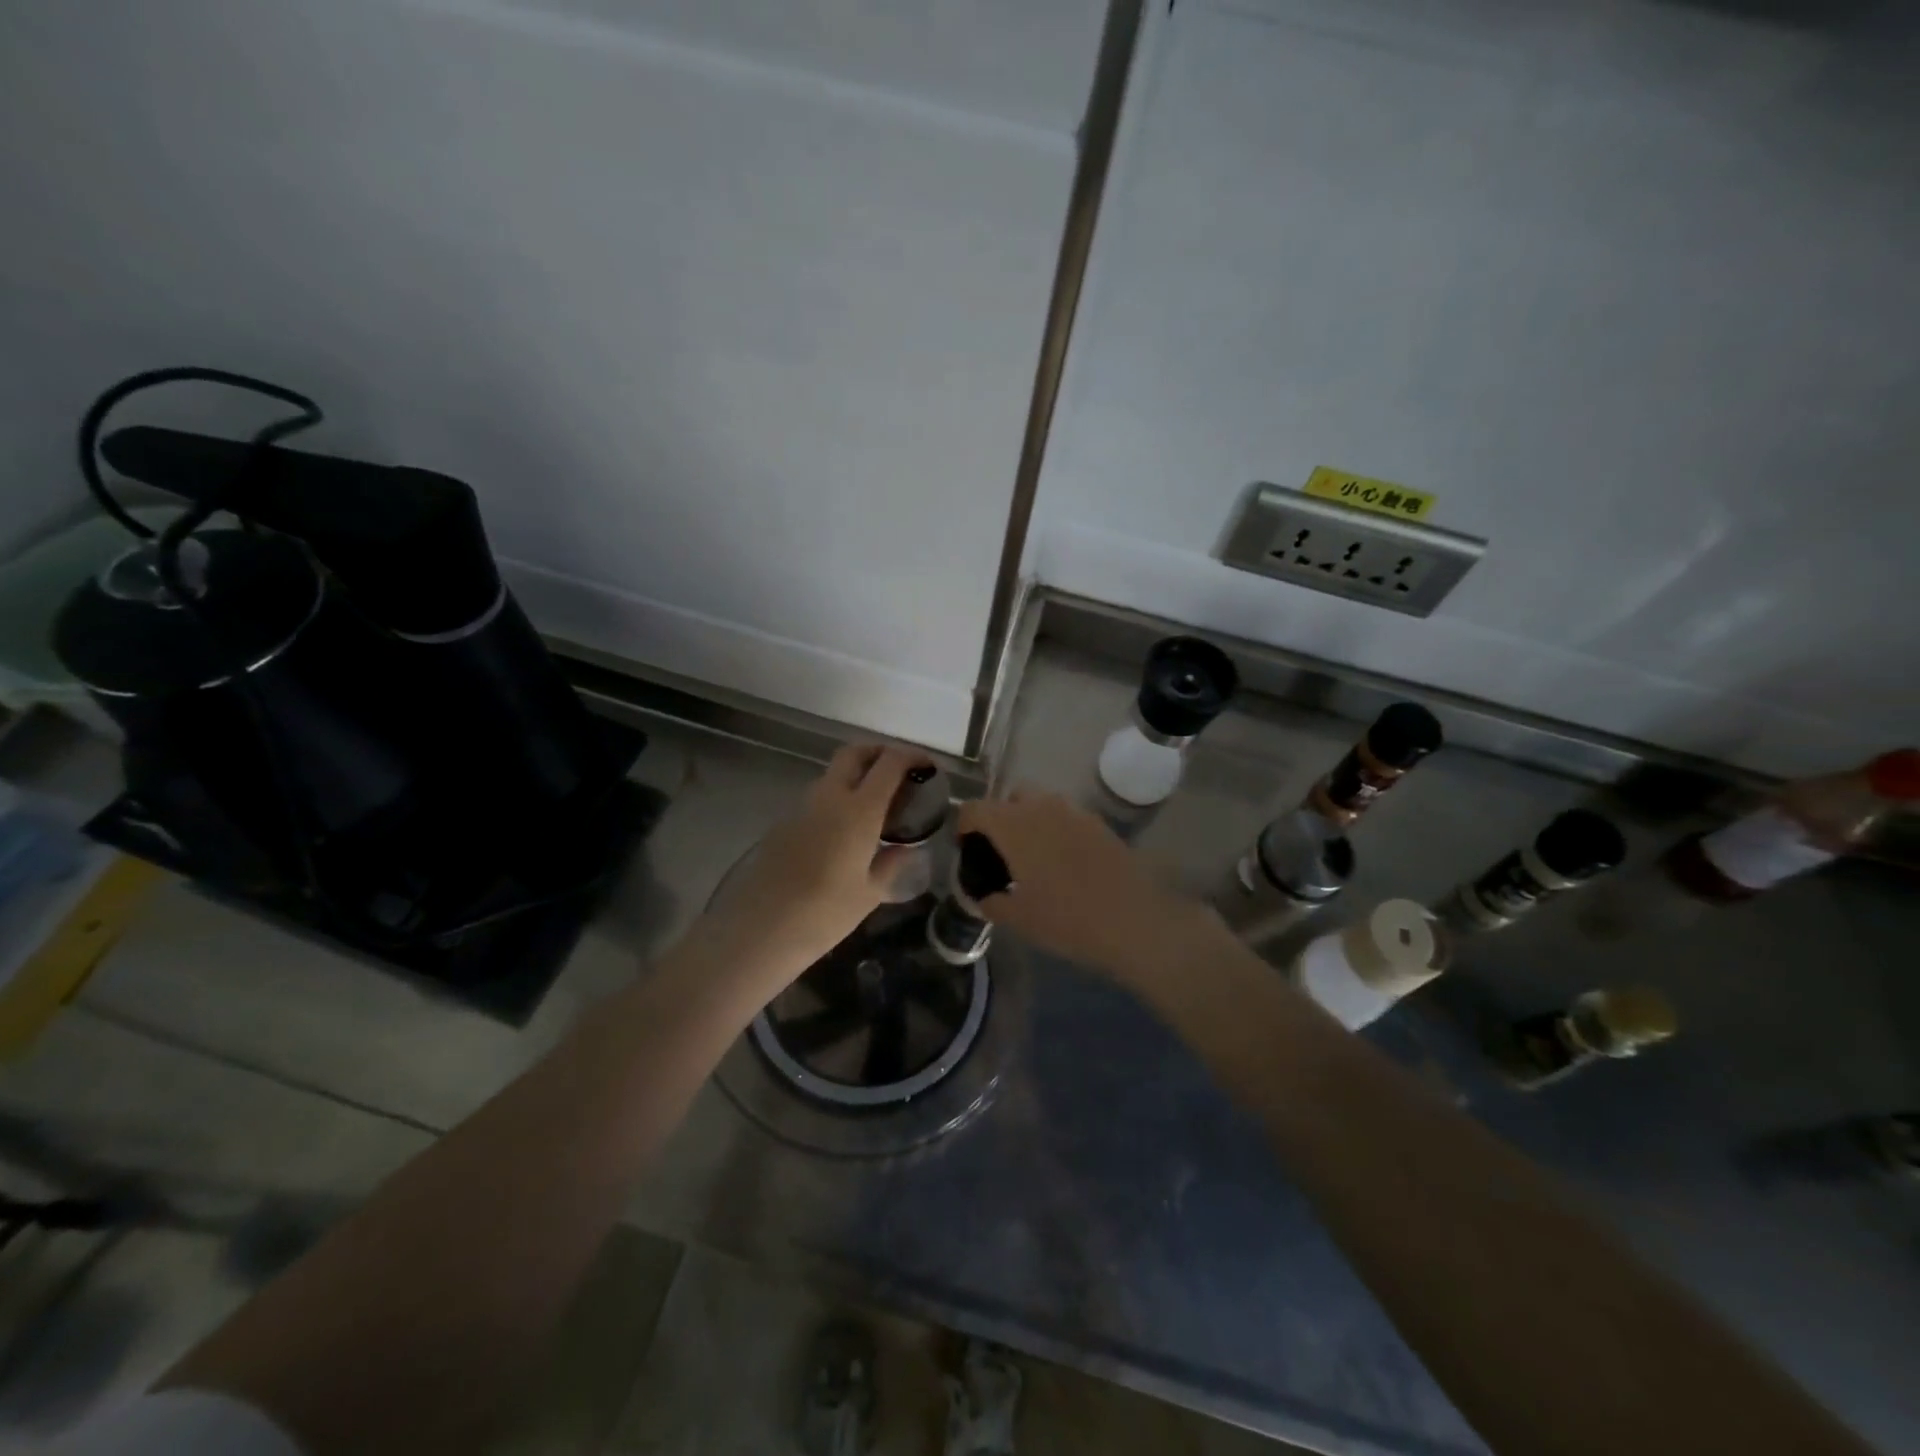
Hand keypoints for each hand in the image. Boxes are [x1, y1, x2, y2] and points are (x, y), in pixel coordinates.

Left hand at [701, 744, 923, 987]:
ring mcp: (802, 806)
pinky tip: (845, 831)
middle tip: (899, 771)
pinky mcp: (784, 822)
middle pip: (855, 753)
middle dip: (879, 752)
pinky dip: (838, 799)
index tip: (927, 766)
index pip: (889, 763)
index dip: (911, 757)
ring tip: (875, 806)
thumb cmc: (824, 913)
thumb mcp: (870, 893)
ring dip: (856, 776)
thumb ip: (891, 864)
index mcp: (859, 809)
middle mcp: (830, 796)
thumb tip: (904, 849)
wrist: (760, 928)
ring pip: (833, 774)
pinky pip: (818, 798)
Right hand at [955, 791, 1223, 987]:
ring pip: (1040, 804)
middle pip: (1009, 797)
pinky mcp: (1099, 824)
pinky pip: (1066, 817)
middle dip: (999, 818)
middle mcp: (1041, 807)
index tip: (968, 852)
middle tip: (1000, 854)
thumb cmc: (1066, 918)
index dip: (963, 828)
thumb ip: (990, 901)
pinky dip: (1056, 831)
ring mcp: (1074, 812)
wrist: (1133, 920)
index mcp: (1013, 824)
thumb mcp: (1017, 918)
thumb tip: (983, 895)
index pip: (974, 809)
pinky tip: (1064, 864)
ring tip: (1033, 859)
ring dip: (1029, 822)